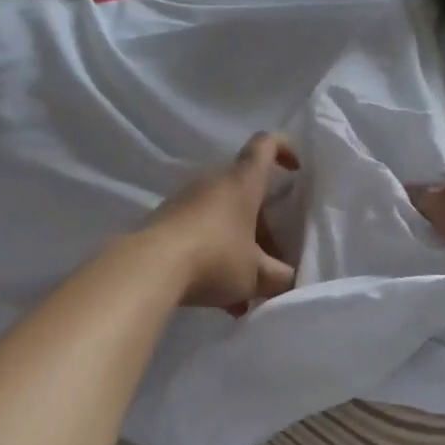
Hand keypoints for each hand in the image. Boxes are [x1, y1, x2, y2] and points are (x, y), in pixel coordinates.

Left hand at [147, 133, 299, 310]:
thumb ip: (281, 277)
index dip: (284, 148)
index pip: (265, 144)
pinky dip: (215, 258)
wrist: (148, 268)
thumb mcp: (257, 275)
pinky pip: (200, 234)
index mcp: (242, 182)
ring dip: (239, 245)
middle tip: (274, 253)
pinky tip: (222, 299)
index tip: (296, 169)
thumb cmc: (214, 258)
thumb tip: (290, 279)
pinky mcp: (165, 221)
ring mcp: (185, 200)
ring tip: (248, 287)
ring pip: (223, 217)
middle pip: (245, 190)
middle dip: (263, 221)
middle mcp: (213, 182)